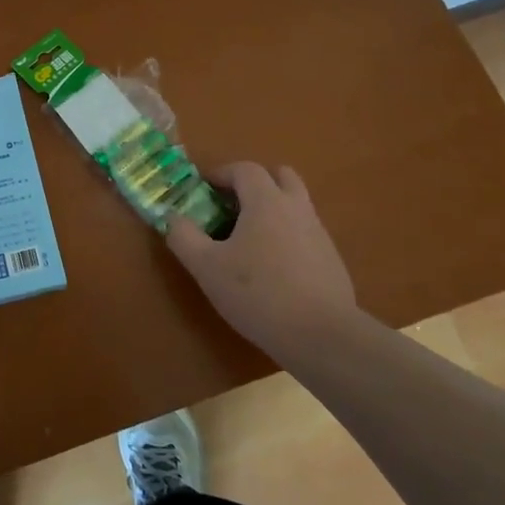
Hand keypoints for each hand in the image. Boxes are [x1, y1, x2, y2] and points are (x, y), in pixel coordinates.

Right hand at [166, 163, 362, 368]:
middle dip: (255, 183)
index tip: (204, 189)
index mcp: (266, 202)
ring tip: (248, 239)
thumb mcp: (206, 267)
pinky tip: (272, 268)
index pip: (245, 169)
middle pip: (280, 176)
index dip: (221, 173)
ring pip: (295, 205)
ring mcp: (319, 234)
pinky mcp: (331, 260)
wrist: (322, 336)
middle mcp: (296, 208)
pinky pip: (305, 233)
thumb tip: (172, 217)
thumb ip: (183, 236)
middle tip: (232, 205)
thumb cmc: (257, 293)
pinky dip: (287, 236)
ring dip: (272, 209)